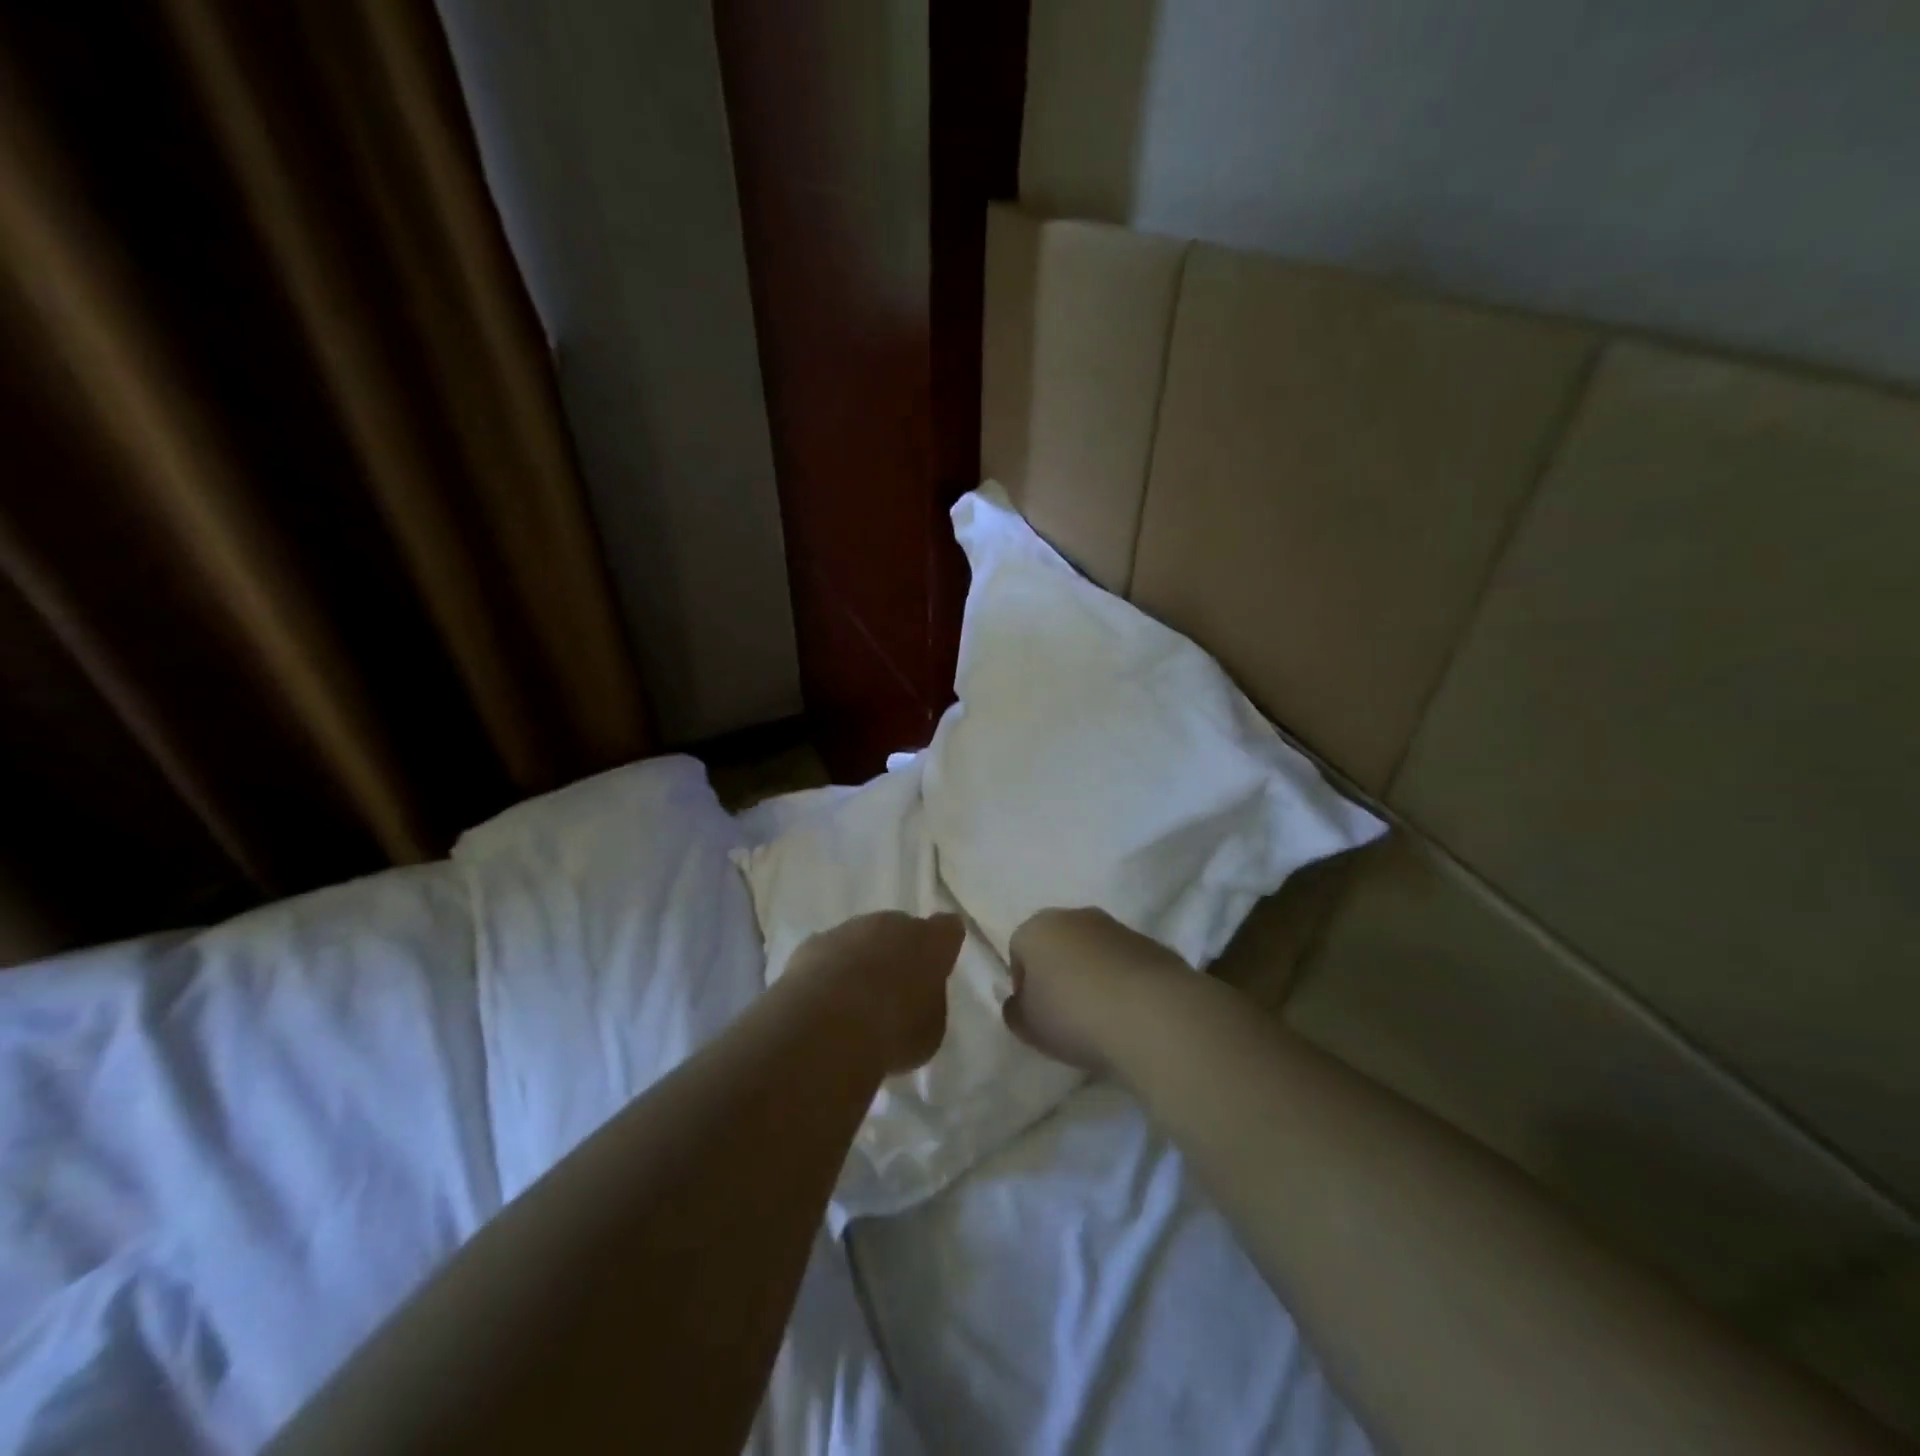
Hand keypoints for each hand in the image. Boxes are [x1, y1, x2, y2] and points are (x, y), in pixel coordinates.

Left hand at [787, 911, 964, 1074]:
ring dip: (862, 960)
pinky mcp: (813, 943)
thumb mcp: (929, 1031)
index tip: (939, 964)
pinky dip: (829, 970)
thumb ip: (927, 1005)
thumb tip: (916, 999)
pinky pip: (829, 953)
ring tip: (855, 999)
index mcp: (931, 941)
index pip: (948, 928)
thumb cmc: (893, 1030)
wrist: (827, 1025)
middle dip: (899, 951)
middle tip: (895, 987)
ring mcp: (850, 929)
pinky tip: (824, 1000)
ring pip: (862, 938)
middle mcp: (892, 924)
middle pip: (901, 929)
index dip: (944, 944)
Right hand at [1004, 907, 1187, 1071]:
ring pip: (1094, 950)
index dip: (1023, 984)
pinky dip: (1124, 981)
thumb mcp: (1027, 1026)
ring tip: (1102, 1016)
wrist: (1152, 1013)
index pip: (1019, 950)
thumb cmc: (1074, 1015)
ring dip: (1093, 974)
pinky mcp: (1152, 943)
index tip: (1036, 1014)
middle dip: (1059, 972)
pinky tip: (1130, 1012)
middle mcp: (1075, 916)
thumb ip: (1015, 1011)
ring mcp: (1117, 927)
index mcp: (1037, 927)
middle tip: (1065, 1013)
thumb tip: (1020, 1003)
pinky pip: (1126, 963)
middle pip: (1058, 944)